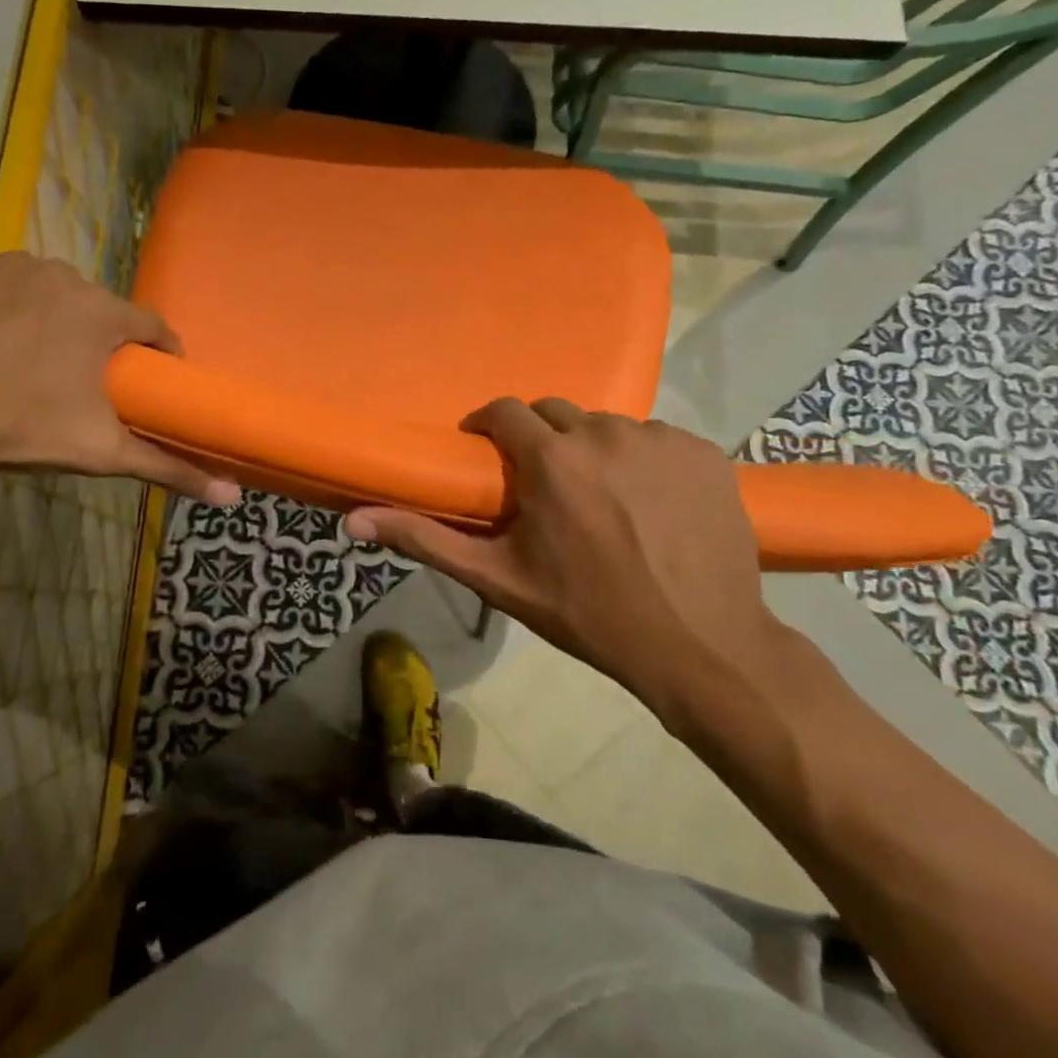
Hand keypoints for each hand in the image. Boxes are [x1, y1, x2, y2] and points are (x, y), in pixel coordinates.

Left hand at [0, 251, 240, 504]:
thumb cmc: (18, 428)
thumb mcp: (100, 453)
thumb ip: (169, 468)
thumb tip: (232, 496)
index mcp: (102, 313)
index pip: (152, 326)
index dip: (157, 354)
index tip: (151, 379)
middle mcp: (64, 274)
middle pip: (101, 309)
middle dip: (100, 340)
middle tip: (83, 381)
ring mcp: (12, 264)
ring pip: (54, 293)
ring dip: (55, 319)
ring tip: (34, 361)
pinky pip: (8, 282)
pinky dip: (10, 304)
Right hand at [346, 399, 791, 723]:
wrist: (701, 647)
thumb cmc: (588, 613)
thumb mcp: (500, 579)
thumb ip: (426, 540)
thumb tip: (353, 519)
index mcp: (552, 459)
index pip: (505, 411)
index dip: (489, 427)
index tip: (487, 454)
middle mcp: (606, 433)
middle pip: (556, 414)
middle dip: (540, 441)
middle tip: (543, 488)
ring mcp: (662, 439)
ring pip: (606, 427)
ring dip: (592, 452)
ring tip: (599, 500)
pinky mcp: (704, 452)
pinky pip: (656, 439)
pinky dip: (643, 461)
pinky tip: (650, 504)